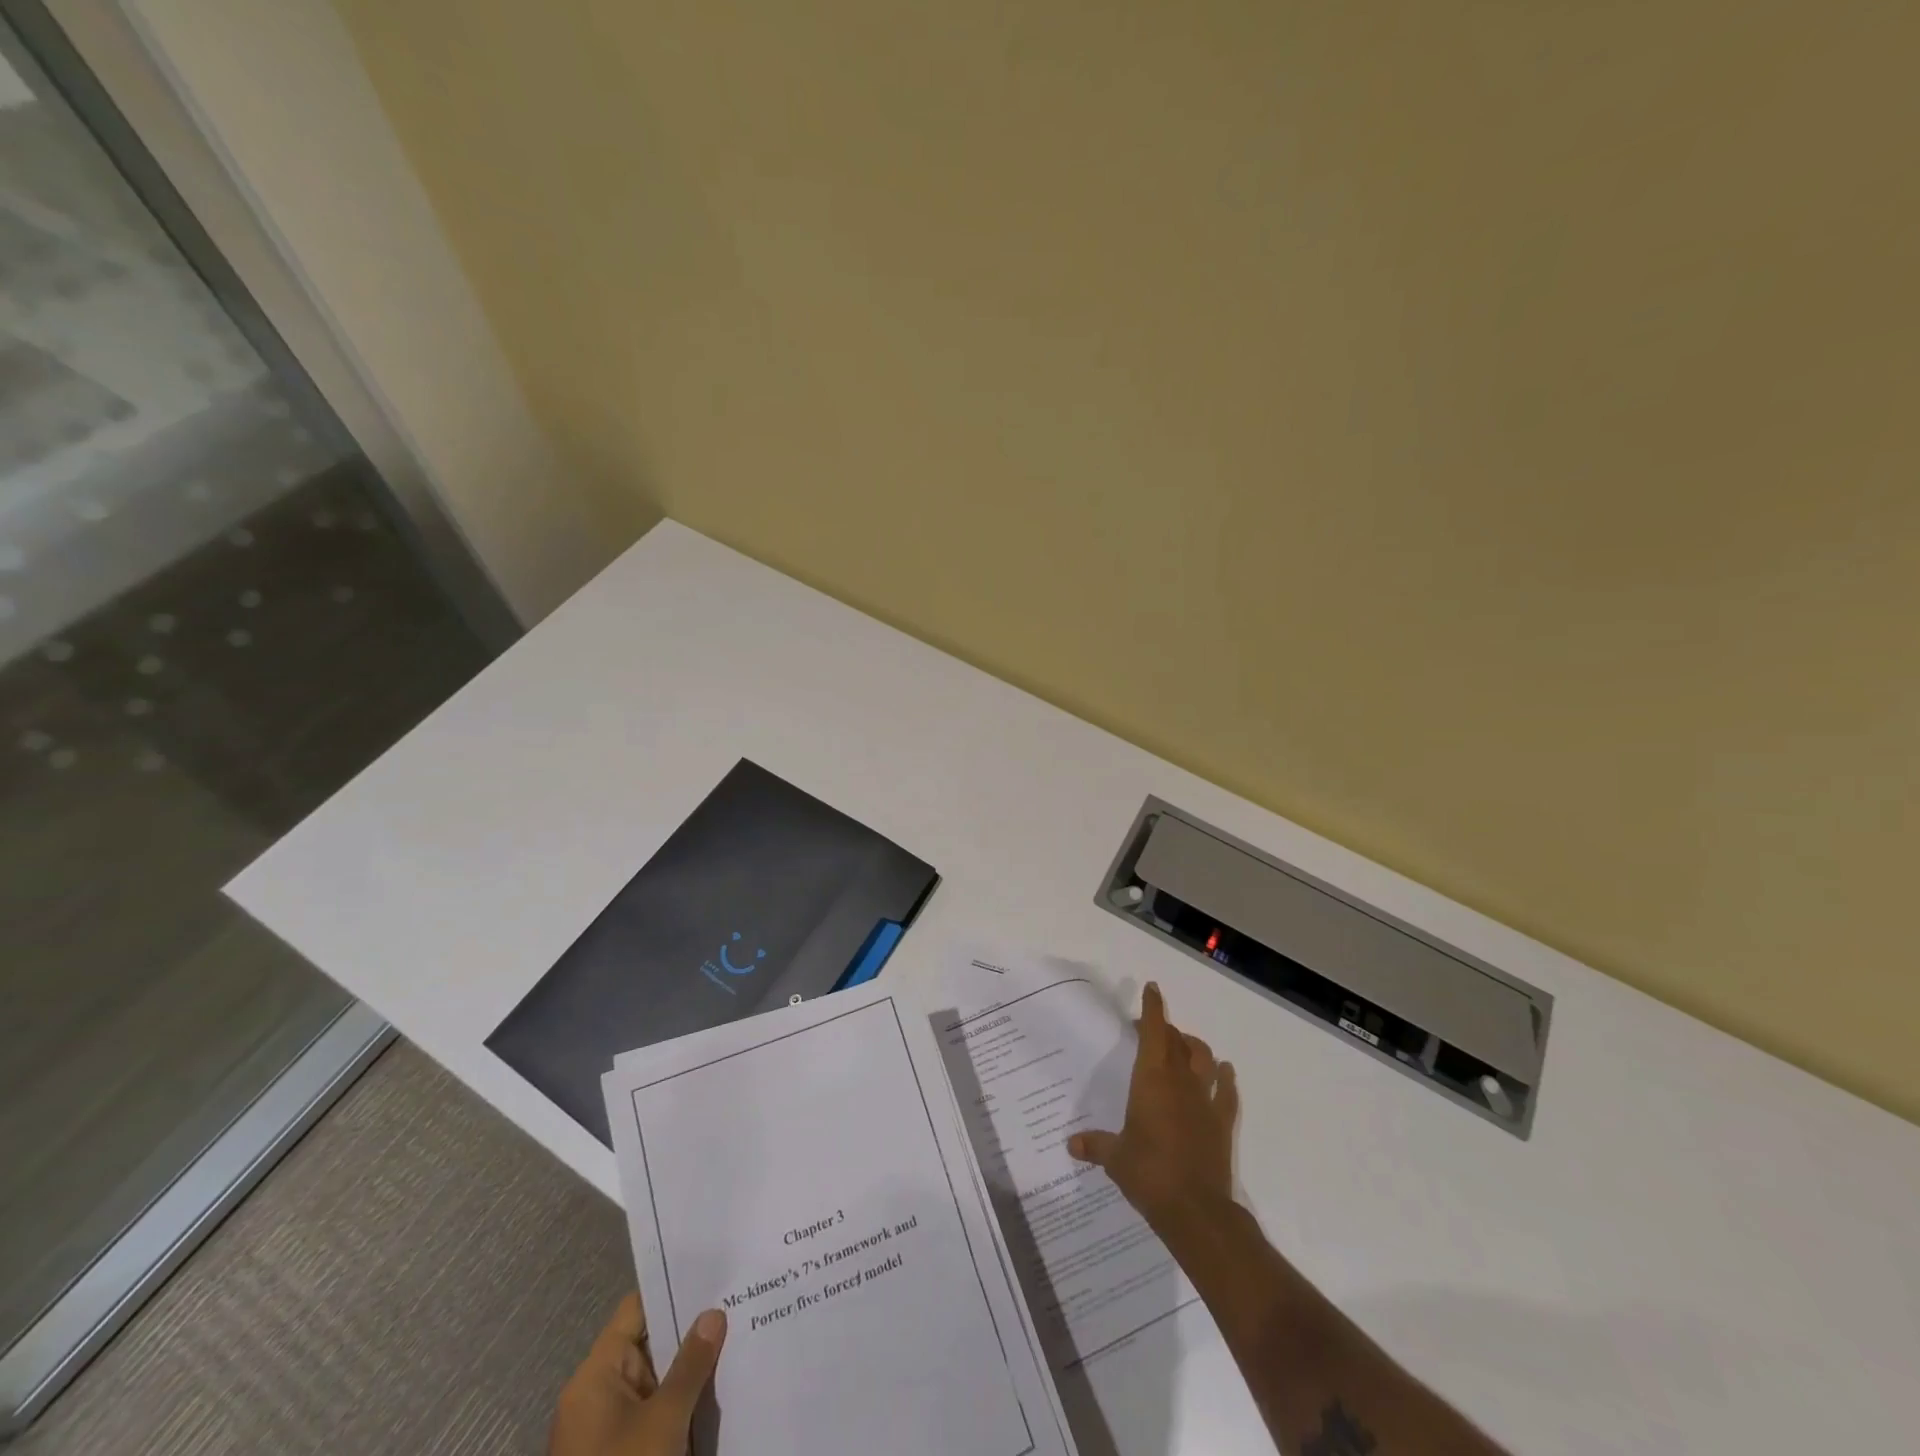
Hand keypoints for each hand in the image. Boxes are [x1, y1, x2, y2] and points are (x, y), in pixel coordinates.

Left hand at [549, 1294, 726, 1455]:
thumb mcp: (663, 1422)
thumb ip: (690, 1365)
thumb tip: (712, 1313)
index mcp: (595, 1376)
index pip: (636, 1310)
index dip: (672, 1288)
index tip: (714, 1272)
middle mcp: (597, 1395)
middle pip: (648, 1344)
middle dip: (691, 1331)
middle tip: (738, 1303)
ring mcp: (607, 1431)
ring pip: (656, 1381)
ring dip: (691, 1370)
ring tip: (738, 1338)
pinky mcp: (622, 1455)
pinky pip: (655, 1414)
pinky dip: (683, 1403)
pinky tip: (720, 1391)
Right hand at [1067, 982, 1237, 1229]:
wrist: (1195, 1210)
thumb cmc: (1148, 1174)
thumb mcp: (1115, 1158)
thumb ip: (1095, 1145)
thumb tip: (1071, 1144)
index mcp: (1151, 1080)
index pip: (1154, 1032)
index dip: (1153, 1009)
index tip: (1152, 989)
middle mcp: (1180, 1081)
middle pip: (1177, 1042)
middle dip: (1166, 1030)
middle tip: (1152, 1030)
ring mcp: (1205, 1100)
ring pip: (1204, 1059)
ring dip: (1194, 1047)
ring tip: (1185, 1047)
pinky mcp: (1222, 1122)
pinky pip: (1227, 1091)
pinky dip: (1225, 1078)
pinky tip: (1223, 1072)